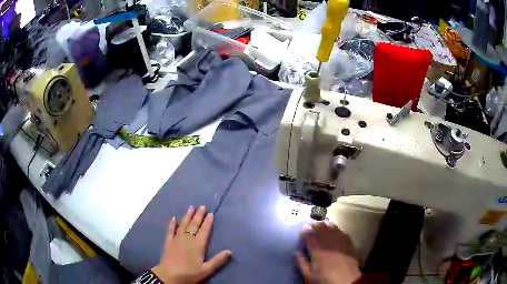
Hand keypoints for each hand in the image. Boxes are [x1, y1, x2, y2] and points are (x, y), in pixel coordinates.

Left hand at [151, 206, 230, 283]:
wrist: (169, 275)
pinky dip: (172, 224)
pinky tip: (174, 218)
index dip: (208, 222)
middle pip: (194, 225)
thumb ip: (218, 260)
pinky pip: (170, 230)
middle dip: (198, 216)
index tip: (211, 213)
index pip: (204, 231)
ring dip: (187, 216)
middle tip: (202, 206)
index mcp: (198, 245)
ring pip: (183, 225)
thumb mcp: (206, 270)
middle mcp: (188, 239)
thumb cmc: (189, 273)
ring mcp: (177, 239)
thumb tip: (230, 251)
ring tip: (191, 208)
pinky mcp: (168, 242)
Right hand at [296, 222, 360, 283]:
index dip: (306, 231)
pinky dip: (338, 230)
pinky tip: (337, 230)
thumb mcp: (309, 275)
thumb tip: (296, 252)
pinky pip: (343, 233)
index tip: (304, 227)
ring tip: (324, 223)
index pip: (311, 237)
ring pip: (334, 230)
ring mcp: (341, 243)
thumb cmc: (325, 279)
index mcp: (318, 251)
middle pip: (323, 230)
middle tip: (313, 223)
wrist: (347, 281)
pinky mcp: (350, 245)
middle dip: (318, 225)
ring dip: (328, 226)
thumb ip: (302, 263)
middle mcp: (330, 244)